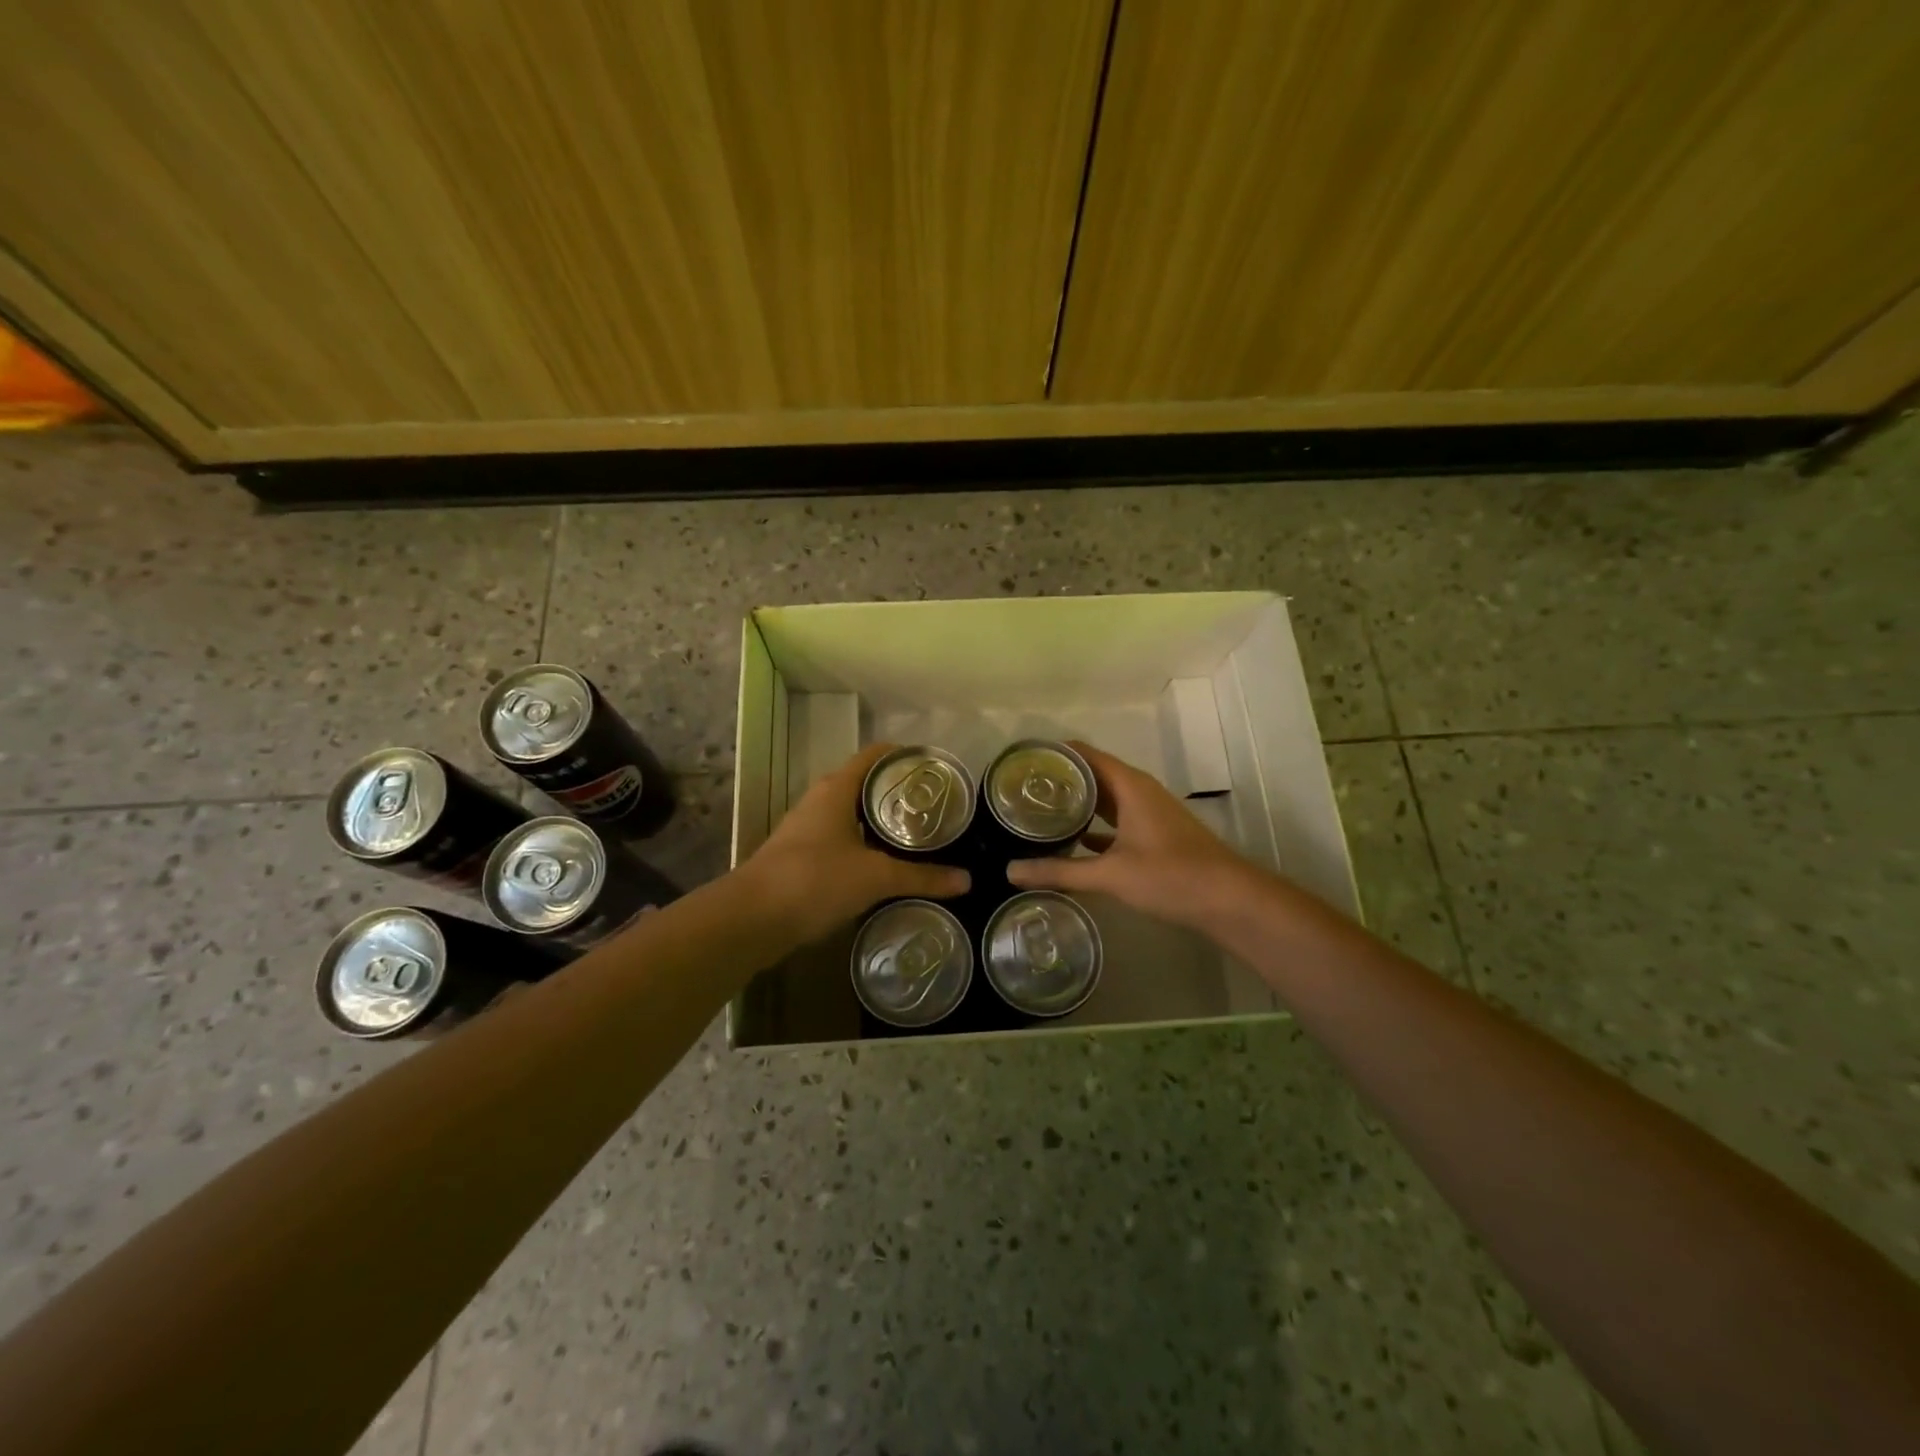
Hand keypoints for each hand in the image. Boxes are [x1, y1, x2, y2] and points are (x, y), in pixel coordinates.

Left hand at [741, 743, 969, 943]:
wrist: (752, 918)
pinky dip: (863, 844)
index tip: (935, 768)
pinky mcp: (799, 856)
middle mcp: (820, 800)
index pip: (876, 755)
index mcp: (837, 789)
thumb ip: (922, 877)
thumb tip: (966, 880)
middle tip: (934, 806)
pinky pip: (840, 839)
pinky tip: (883, 865)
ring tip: (916, 835)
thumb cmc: (816, 879)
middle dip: (898, 792)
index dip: (905, 755)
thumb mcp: (876, 877)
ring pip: (851, 813)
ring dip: (880, 820)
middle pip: (865, 783)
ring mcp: (806, 828)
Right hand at [1006, 741, 1265, 930]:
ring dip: (1076, 802)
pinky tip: (1070, 841)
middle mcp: (1138, 791)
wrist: (1229, 900)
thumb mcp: (1110, 874)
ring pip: (1104, 798)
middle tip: (1019, 789)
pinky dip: (1093, 825)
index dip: (1053, 753)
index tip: (1020, 761)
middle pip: (1092, 773)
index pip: (1084, 754)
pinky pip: (1115, 819)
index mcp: (1129, 785)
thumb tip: (1010, 870)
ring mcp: (1148, 812)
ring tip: (1037, 810)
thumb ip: (1060, 872)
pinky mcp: (1153, 834)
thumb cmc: (1170, 876)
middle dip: (1059, 779)